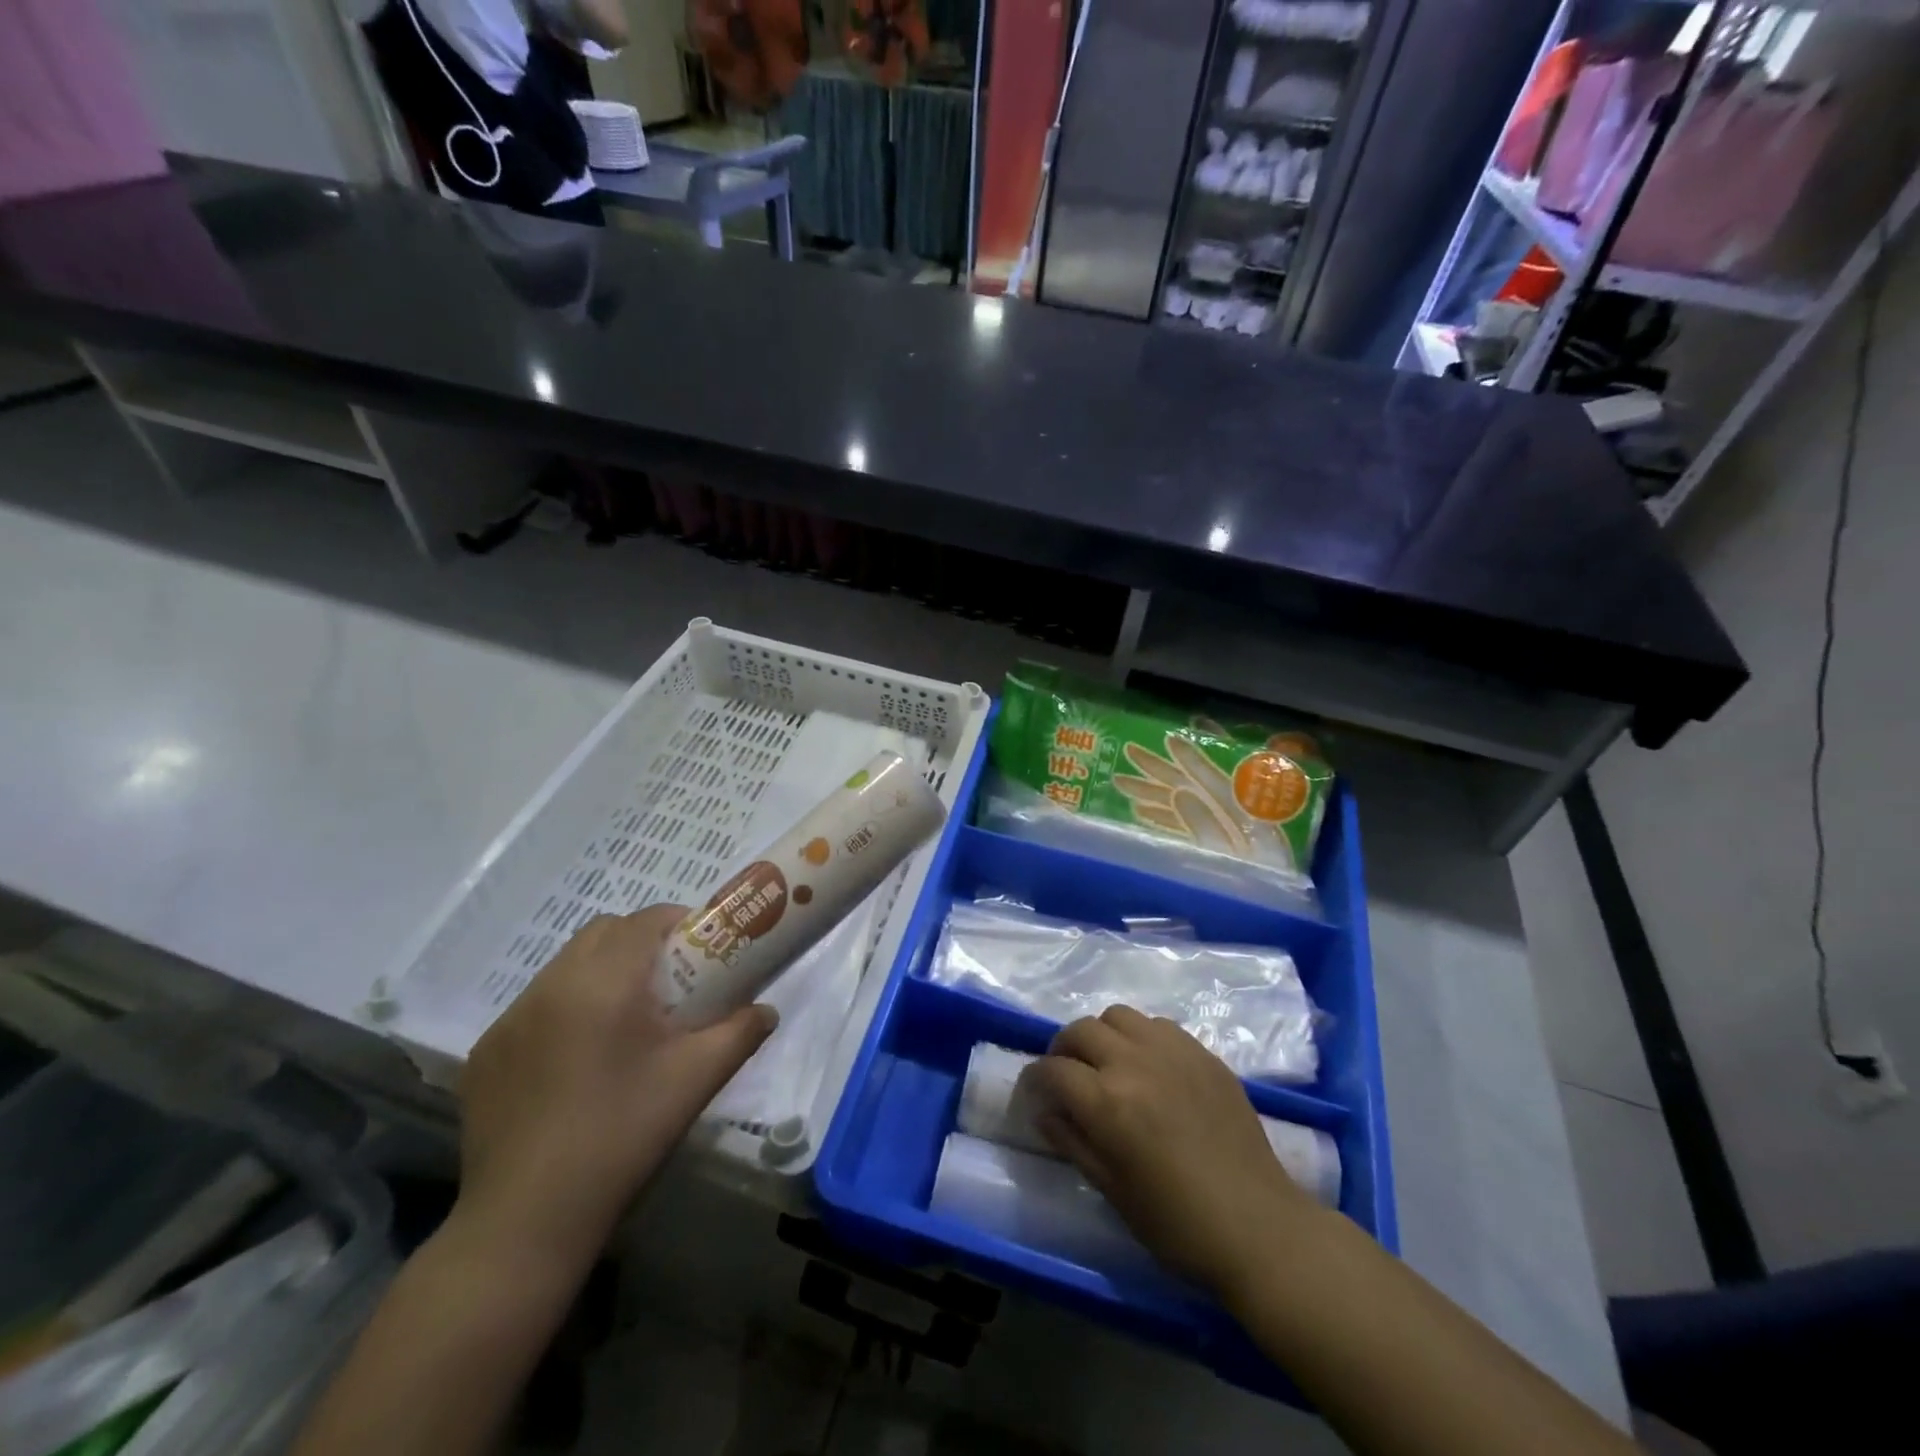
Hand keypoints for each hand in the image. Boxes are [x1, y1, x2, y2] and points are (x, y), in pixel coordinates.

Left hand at [455, 905, 774, 1278]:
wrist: (528, 1221)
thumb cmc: (623, 1136)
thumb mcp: (695, 1080)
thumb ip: (740, 1033)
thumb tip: (766, 1010)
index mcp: (603, 984)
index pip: (644, 920)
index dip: (678, 922)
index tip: (701, 949)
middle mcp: (550, 986)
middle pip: (602, 932)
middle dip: (640, 942)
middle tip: (669, 983)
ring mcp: (510, 1019)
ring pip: (566, 965)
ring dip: (601, 972)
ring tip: (625, 1022)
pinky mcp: (486, 1052)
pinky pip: (535, 1005)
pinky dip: (565, 1008)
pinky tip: (578, 1060)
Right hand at [1026, 1006, 1320, 1293]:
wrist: (1257, 1227)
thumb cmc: (1177, 1223)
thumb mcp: (1112, 1189)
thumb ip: (1072, 1141)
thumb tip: (1044, 1110)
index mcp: (1108, 1102)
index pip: (1053, 1070)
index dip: (1035, 1079)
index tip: (1034, 1092)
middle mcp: (1135, 1062)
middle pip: (1081, 1030)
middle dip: (1063, 1049)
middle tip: (1066, 1074)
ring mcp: (1172, 1051)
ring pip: (1118, 1015)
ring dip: (1102, 1035)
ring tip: (1107, 1062)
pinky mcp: (1203, 1053)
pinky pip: (1158, 1024)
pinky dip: (1141, 1036)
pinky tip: (1149, 1066)